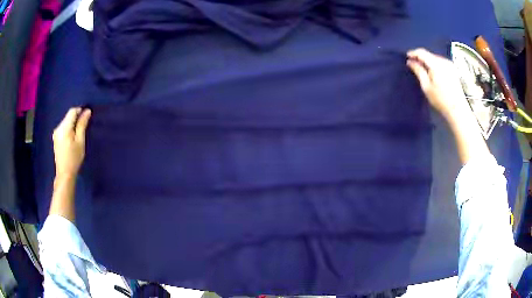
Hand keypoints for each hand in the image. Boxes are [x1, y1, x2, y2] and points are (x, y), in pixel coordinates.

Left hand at [52, 107, 91, 178]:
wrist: (64, 174)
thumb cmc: (74, 158)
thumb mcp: (80, 141)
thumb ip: (82, 125)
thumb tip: (87, 111)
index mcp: (64, 127)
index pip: (72, 111)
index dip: (80, 111)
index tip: (86, 118)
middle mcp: (58, 127)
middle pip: (68, 116)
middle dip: (76, 119)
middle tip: (83, 129)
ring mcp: (56, 133)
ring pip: (66, 122)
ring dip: (72, 125)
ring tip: (77, 135)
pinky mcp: (55, 138)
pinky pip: (63, 128)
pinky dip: (68, 130)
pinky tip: (71, 139)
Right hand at [406, 48, 467, 120]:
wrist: (458, 109)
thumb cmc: (441, 100)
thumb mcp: (426, 86)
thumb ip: (418, 71)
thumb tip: (410, 61)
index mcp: (436, 64)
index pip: (422, 52)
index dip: (413, 53)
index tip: (407, 57)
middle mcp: (444, 61)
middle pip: (429, 55)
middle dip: (421, 58)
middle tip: (414, 65)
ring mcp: (450, 64)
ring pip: (435, 58)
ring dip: (428, 62)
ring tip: (423, 70)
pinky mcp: (453, 69)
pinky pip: (441, 62)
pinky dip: (435, 65)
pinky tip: (433, 73)